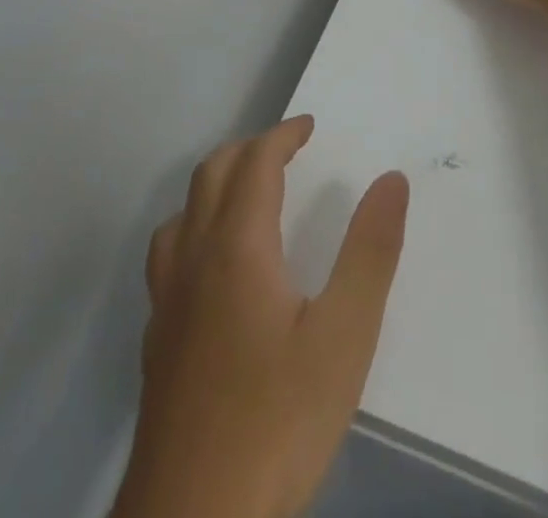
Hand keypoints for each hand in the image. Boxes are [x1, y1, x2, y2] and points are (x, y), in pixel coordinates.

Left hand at [111, 116, 409, 517]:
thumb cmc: (276, 422)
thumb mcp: (344, 338)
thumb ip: (370, 252)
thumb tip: (391, 180)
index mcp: (236, 246)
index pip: (255, 164)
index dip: (282, 136)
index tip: (309, 126)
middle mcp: (193, 259)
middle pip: (211, 175)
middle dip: (248, 150)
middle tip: (286, 151)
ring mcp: (167, 302)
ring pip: (182, 213)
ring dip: (215, 186)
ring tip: (247, 196)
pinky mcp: (156, 343)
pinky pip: (169, 257)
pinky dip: (194, 231)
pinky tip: (212, 271)